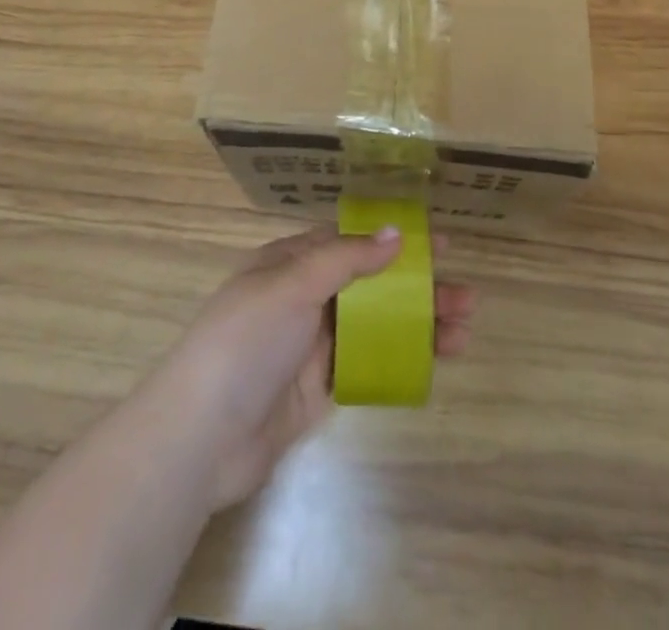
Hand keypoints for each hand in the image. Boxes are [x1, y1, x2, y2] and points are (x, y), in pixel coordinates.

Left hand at [141, 226, 475, 510]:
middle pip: (370, 285)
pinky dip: (399, 360)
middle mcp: (303, 298)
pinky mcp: (319, 388)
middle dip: (416, 287)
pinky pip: (368, 365)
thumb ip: (345, 258)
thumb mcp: (293, 284)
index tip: (438, 244)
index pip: (350, 241)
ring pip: (375, 326)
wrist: (203, 436)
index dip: (393, 240)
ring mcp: (312, 345)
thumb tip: (395, 233)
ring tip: (464, 330)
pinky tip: (432, 362)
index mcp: (290, 263)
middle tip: (465, 296)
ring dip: (417, 325)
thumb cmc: (247, 341)